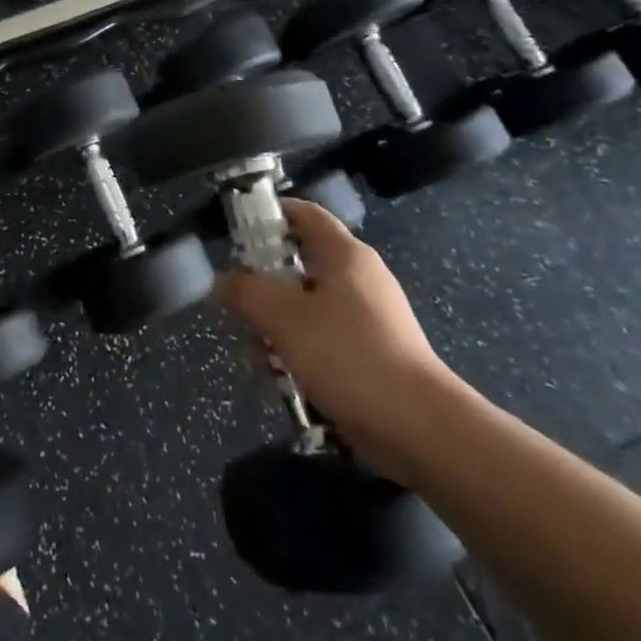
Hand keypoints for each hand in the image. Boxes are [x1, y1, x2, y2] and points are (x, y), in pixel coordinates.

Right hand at [214, 198, 466, 483]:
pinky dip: (300, 352)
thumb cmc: (348, 355)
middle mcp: (359, 277)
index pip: (304, 213)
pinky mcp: (372, 353)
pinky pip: (323, 338)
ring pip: (306, 306)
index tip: (237, 234)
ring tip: (263, 358)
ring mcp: (369, 317)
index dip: (269, 214)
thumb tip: (221, 281)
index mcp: (344, 254)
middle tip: (242, 312)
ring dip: (278, 327)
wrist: (419, 428)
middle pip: (298, 264)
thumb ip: (245, 292)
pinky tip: (287, 380)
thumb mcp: (283, 317)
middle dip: (264, 289)